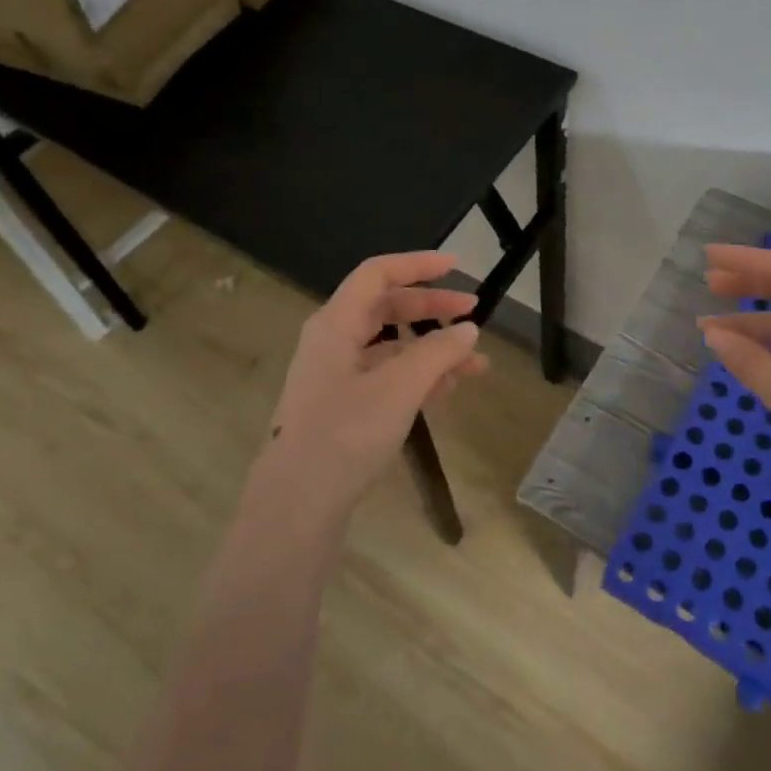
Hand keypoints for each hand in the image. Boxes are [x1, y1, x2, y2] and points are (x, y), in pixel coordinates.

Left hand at [259, 251, 487, 522]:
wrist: (296, 505)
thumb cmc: (344, 434)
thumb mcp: (399, 388)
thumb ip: (437, 353)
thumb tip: (469, 330)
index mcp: (335, 323)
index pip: (378, 274)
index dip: (417, 265)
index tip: (457, 267)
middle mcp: (332, 341)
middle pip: (386, 308)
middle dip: (433, 309)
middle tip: (475, 316)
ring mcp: (335, 375)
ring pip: (390, 346)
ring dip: (432, 350)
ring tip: (474, 367)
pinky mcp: (341, 406)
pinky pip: (385, 376)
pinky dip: (416, 377)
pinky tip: (445, 393)